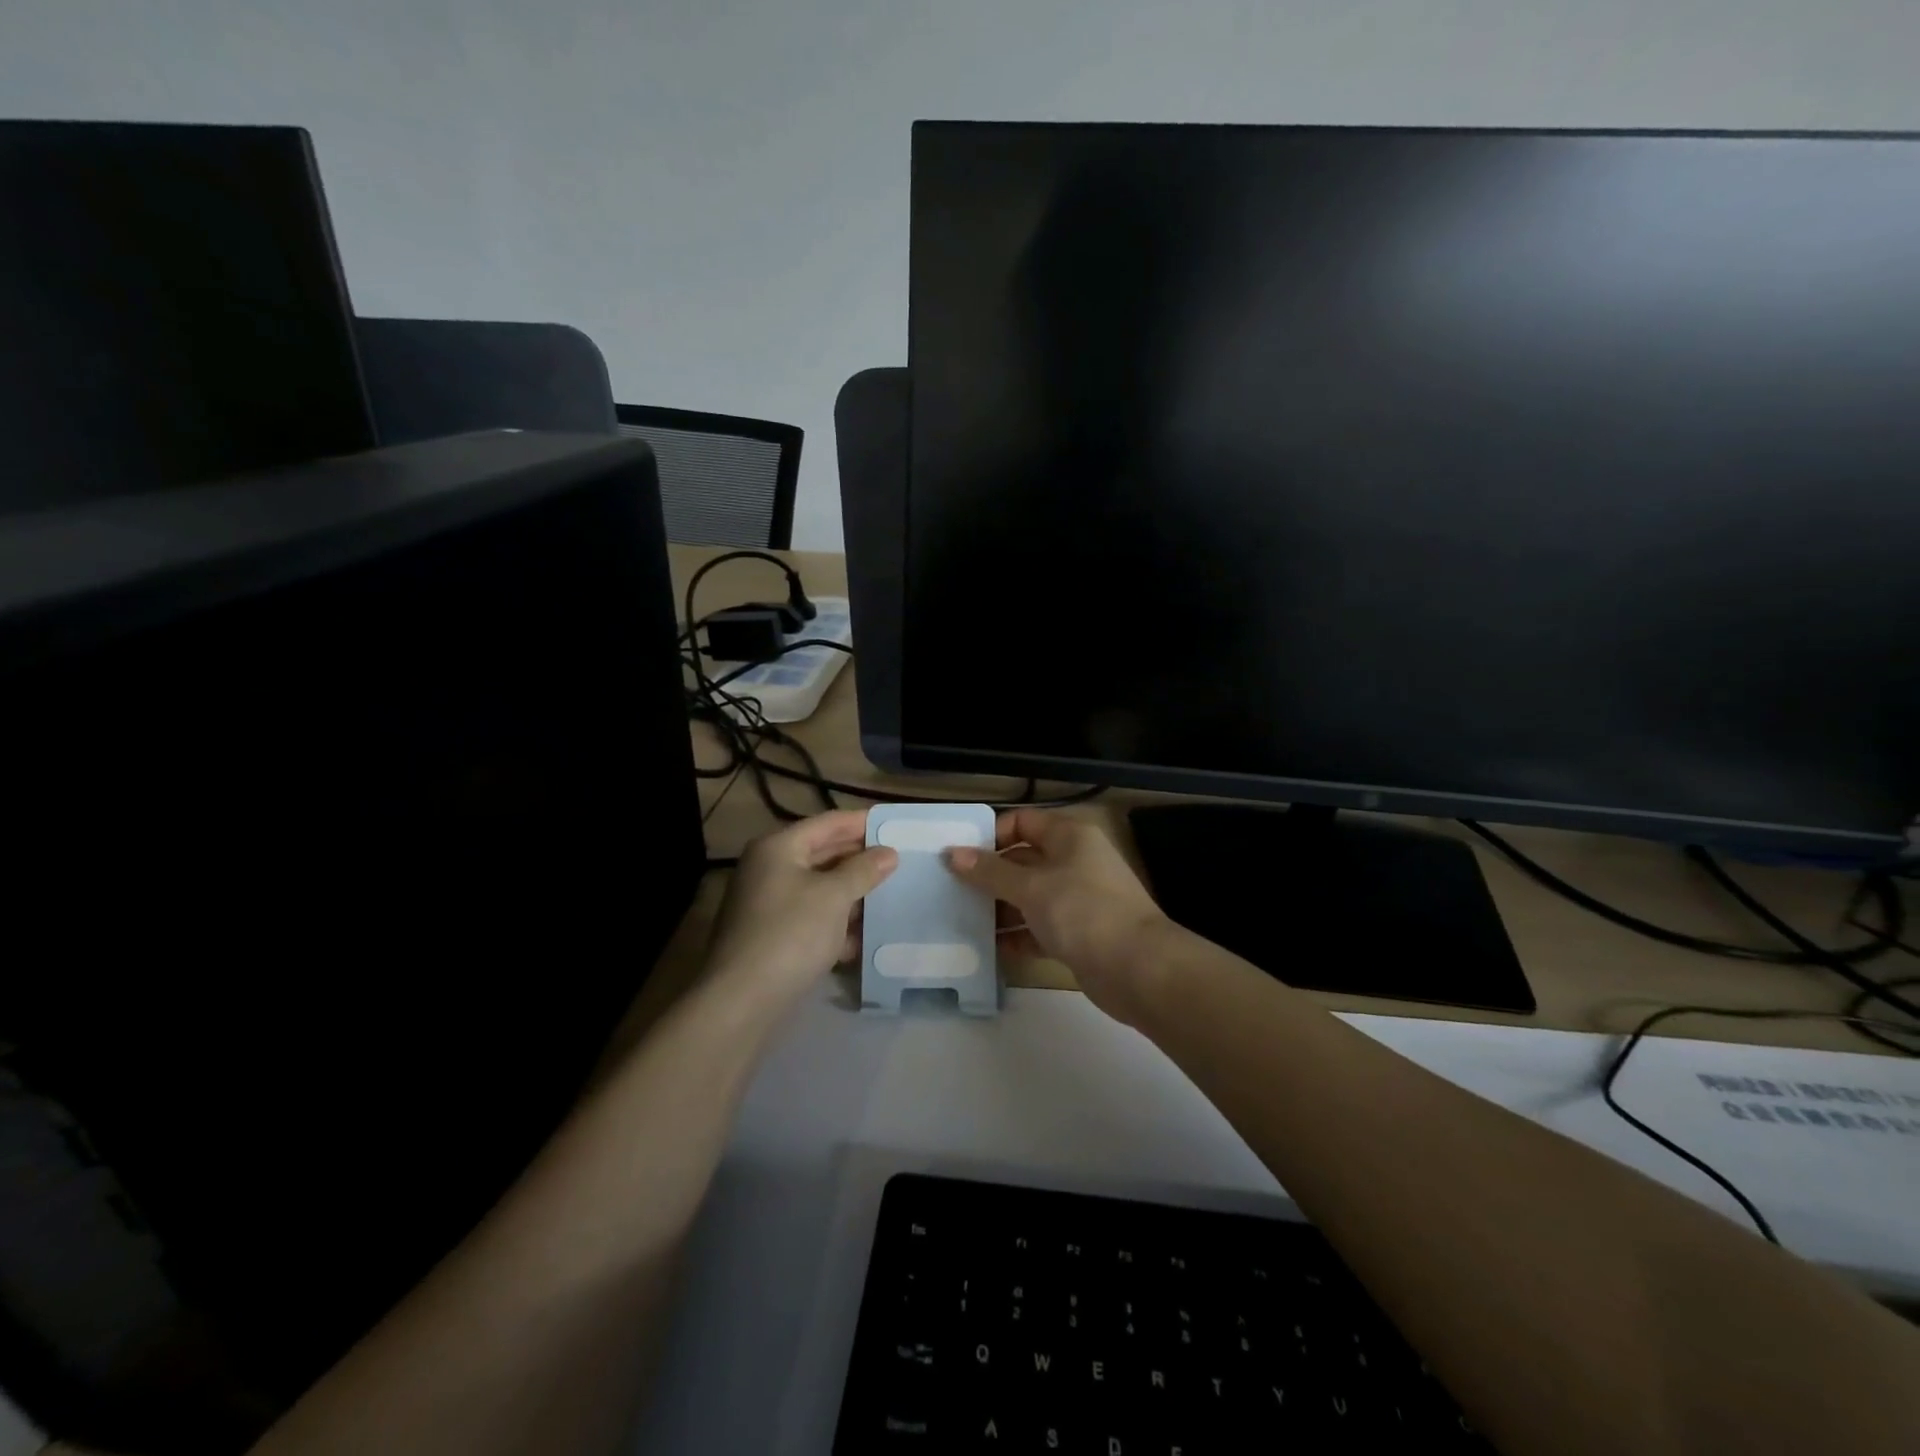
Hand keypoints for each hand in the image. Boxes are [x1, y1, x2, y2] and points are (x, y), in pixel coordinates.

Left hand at [706, 810, 897, 1003]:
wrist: (742, 1001)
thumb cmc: (790, 933)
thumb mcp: (834, 896)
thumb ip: (864, 870)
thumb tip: (889, 853)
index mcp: (779, 847)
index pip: (829, 823)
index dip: (864, 823)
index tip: (897, 827)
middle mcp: (770, 869)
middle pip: (824, 854)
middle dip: (862, 860)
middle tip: (901, 861)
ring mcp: (769, 904)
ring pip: (821, 889)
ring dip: (854, 894)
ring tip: (893, 896)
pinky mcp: (773, 937)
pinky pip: (813, 919)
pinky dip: (838, 924)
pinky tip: (866, 938)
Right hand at [945, 809, 1172, 1025]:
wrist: (1139, 969)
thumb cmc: (1083, 912)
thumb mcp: (1031, 887)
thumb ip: (989, 872)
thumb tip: (951, 853)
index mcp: (1069, 836)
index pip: (1022, 822)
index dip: (991, 836)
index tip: (959, 857)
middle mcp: (1075, 861)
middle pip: (1024, 860)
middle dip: (989, 875)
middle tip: (951, 890)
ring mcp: (1079, 899)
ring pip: (1030, 896)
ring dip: (1000, 908)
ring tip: (962, 921)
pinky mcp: (1079, 934)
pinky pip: (1040, 928)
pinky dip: (1018, 936)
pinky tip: (989, 949)